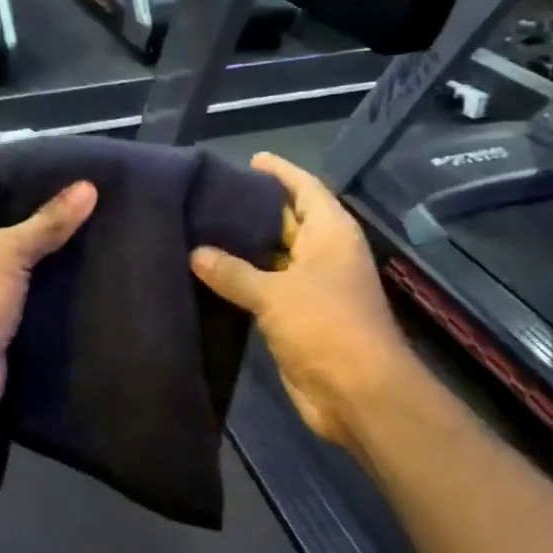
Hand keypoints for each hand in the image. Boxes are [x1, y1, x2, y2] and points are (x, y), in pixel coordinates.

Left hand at [0, 168, 96, 410]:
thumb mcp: (9, 252)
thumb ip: (50, 220)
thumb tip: (90, 187)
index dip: (30, 178)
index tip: (76, 174)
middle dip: (38, 208)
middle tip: (88, 196)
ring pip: (8, 239)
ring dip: (40, 238)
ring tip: (90, 219)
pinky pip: (12, 267)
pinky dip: (36, 264)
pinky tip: (76, 252)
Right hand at [190, 153, 408, 449]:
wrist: (357, 392)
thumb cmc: (325, 326)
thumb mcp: (276, 293)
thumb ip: (234, 272)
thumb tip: (195, 253)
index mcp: (331, 233)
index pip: (305, 188)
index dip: (280, 172)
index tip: (249, 159)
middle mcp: (324, 254)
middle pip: (287, 221)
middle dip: (253, 211)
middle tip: (208, 197)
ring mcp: (312, 288)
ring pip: (274, 259)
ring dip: (244, 250)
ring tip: (200, 231)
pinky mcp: (298, 319)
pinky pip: (266, 291)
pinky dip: (243, 283)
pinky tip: (209, 276)